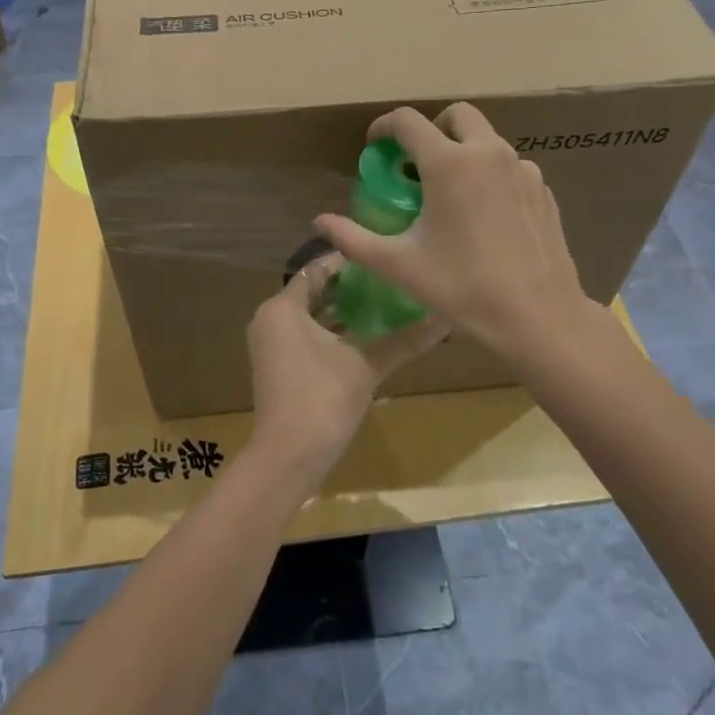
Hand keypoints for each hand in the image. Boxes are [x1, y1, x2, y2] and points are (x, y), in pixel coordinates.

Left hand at [245, 251, 448, 486]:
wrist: (287, 457)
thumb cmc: (322, 399)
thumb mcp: (366, 366)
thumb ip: (403, 340)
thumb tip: (445, 319)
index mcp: (283, 307)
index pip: (318, 269)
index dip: (350, 262)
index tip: (383, 257)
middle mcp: (269, 318)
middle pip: (312, 291)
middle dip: (349, 287)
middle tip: (388, 280)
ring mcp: (269, 343)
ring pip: (308, 315)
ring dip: (340, 311)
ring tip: (383, 303)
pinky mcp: (276, 365)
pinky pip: (303, 335)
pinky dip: (329, 332)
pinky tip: (363, 336)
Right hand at [314, 104, 588, 358]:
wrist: (538, 316)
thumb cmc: (462, 287)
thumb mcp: (399, 264)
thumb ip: (353, 238)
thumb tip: (319, 222)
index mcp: (449, 163)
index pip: (408, 121)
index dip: (383, 127)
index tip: (374, 147)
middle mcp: (488, 153)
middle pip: (456, 115)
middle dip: (431, 129)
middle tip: (415, 163)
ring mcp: (523, 169)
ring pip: (487, 140)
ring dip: (463, 151)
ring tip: (450, 193)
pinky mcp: (543, 190)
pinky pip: (510, 167)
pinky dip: (490, 175)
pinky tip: (485, 215)